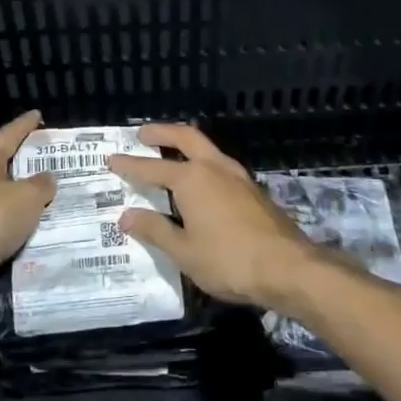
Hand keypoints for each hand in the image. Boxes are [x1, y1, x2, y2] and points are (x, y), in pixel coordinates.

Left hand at [0, 110, 54, 309]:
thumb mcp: (27, 197)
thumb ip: (41, 185)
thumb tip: (48, 177)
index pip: (8, 137)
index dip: (24, 125)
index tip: (37, 114)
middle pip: (2, 170)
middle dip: (23, 168)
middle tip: (48, 167)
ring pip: (0, 203)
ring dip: (19, 204)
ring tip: (45, 206)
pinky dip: (13, 231)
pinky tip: (29, 236)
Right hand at [108, 124, 322, 311]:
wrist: (288, 268)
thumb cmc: (228, 260)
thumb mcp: (184, 251)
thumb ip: (155, 230)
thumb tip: (126, 216)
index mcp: (192, 179)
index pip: (152, 168)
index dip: (130, 165)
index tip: (112, 158)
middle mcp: (214, 168)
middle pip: (186, 137)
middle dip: (162, 132)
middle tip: (143, 133)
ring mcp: (238, 177)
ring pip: (207, 148)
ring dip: (186, 144)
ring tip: (171, 151)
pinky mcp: (253, 190)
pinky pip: (220, 165)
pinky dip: (203, 162)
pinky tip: (201, 180)